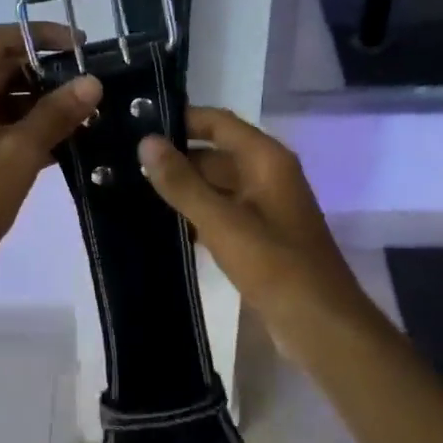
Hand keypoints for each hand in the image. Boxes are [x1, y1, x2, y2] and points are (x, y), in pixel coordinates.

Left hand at [0, 24, 102, 298]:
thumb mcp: (18, 152)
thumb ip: (57, 113)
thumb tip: (93, 83)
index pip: (0, 40)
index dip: (44, 37)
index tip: (85, 47)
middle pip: (5, 68)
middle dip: (49, 75)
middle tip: (95, 84)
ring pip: (8, 100)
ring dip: (45, 105)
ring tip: (91, 112)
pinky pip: (5, 128)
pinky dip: (34, 130)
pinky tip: (73, 140)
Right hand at [137, 108, 371, 343]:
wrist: (319, 323)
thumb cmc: (275, 265)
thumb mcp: (222, 222)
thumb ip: (182, 183)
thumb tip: (146, 143)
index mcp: (266, 160)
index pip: (218, 123)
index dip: (181, 119)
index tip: (137, 123)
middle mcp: (267, 176)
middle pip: (215, 155)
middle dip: (174, 159)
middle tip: (123, 164)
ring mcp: (264, 208)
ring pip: (216, 188)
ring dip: (182, 190)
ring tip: (130, 192)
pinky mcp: (259, 237)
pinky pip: (221, 215)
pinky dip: (195, 216)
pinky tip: (161, 227)